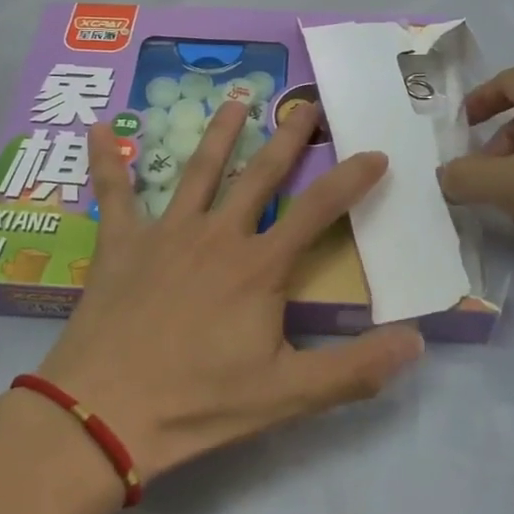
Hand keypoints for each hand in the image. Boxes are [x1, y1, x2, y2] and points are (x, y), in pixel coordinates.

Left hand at [37, 99, 425, 482]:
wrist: (105, 413)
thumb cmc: (199, 403)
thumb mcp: (288, 395)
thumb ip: (355, 368)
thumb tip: (418, 341)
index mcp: (259, 267)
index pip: (318, 211)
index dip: (351, 180)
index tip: (375, 153)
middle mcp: (216, 235)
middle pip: (260, 175)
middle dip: (288, 137)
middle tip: (306, 104)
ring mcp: (166, 233)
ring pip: (198, 170)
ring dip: (219, 133)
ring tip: (236, 100)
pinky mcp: (121, 243)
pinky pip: (112, 194)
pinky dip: (106, 161)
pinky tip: (95, 130)